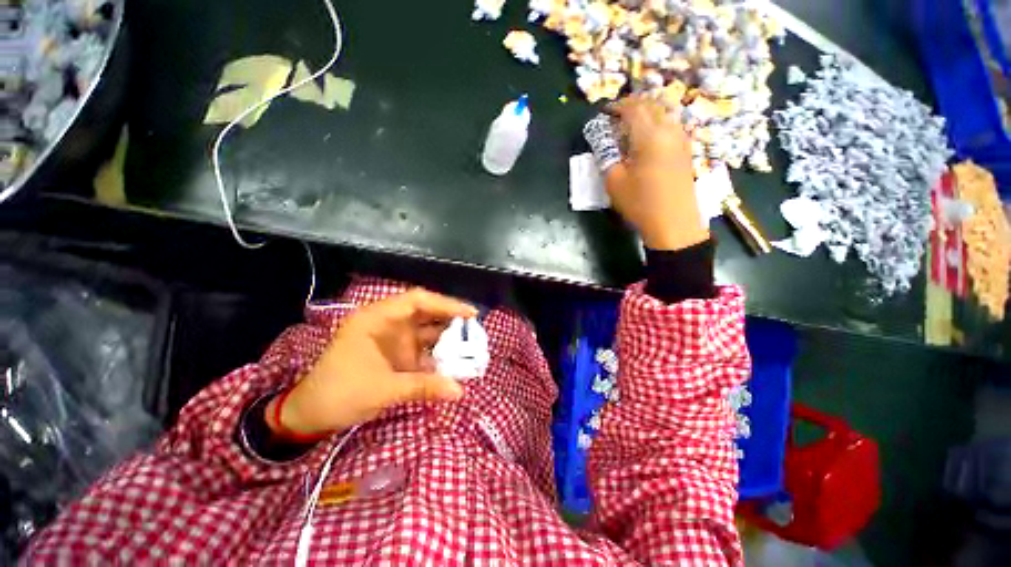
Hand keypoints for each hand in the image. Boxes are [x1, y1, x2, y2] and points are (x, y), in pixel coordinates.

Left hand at [268, 289, 477, 436]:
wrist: (312, 415)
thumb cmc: (340, 393)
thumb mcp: (382, 389)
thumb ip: (423, 387)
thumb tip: (460, 391)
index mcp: (377, 318)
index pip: (417, 300)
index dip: (446, 304)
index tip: (469, 314)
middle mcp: (388, 323)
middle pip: (426, 314)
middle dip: (451, 321)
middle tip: (475, 331)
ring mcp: (393, 339)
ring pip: (427, 332)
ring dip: (447, 339)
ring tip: (470, 347)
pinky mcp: (397, 354)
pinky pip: (423, 350)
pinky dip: (438, 355)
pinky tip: (454, 363)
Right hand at [604, 95, 708, 250]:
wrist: (674, 224)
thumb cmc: (641, 203)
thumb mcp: (614, 182)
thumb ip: (607, 158)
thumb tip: (606, 144)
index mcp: (650, 136)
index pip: (634, 108)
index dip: (617, 106)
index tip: (605, 112)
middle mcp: (669, 130)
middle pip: (652, 105)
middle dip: (633, 106)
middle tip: (617, 116)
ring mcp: (682, 140)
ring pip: (664, 113)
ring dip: (647, 114)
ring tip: (631, 127)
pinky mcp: (686, 151)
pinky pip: (671, 126)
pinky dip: (657, 124)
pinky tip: (648, 139)